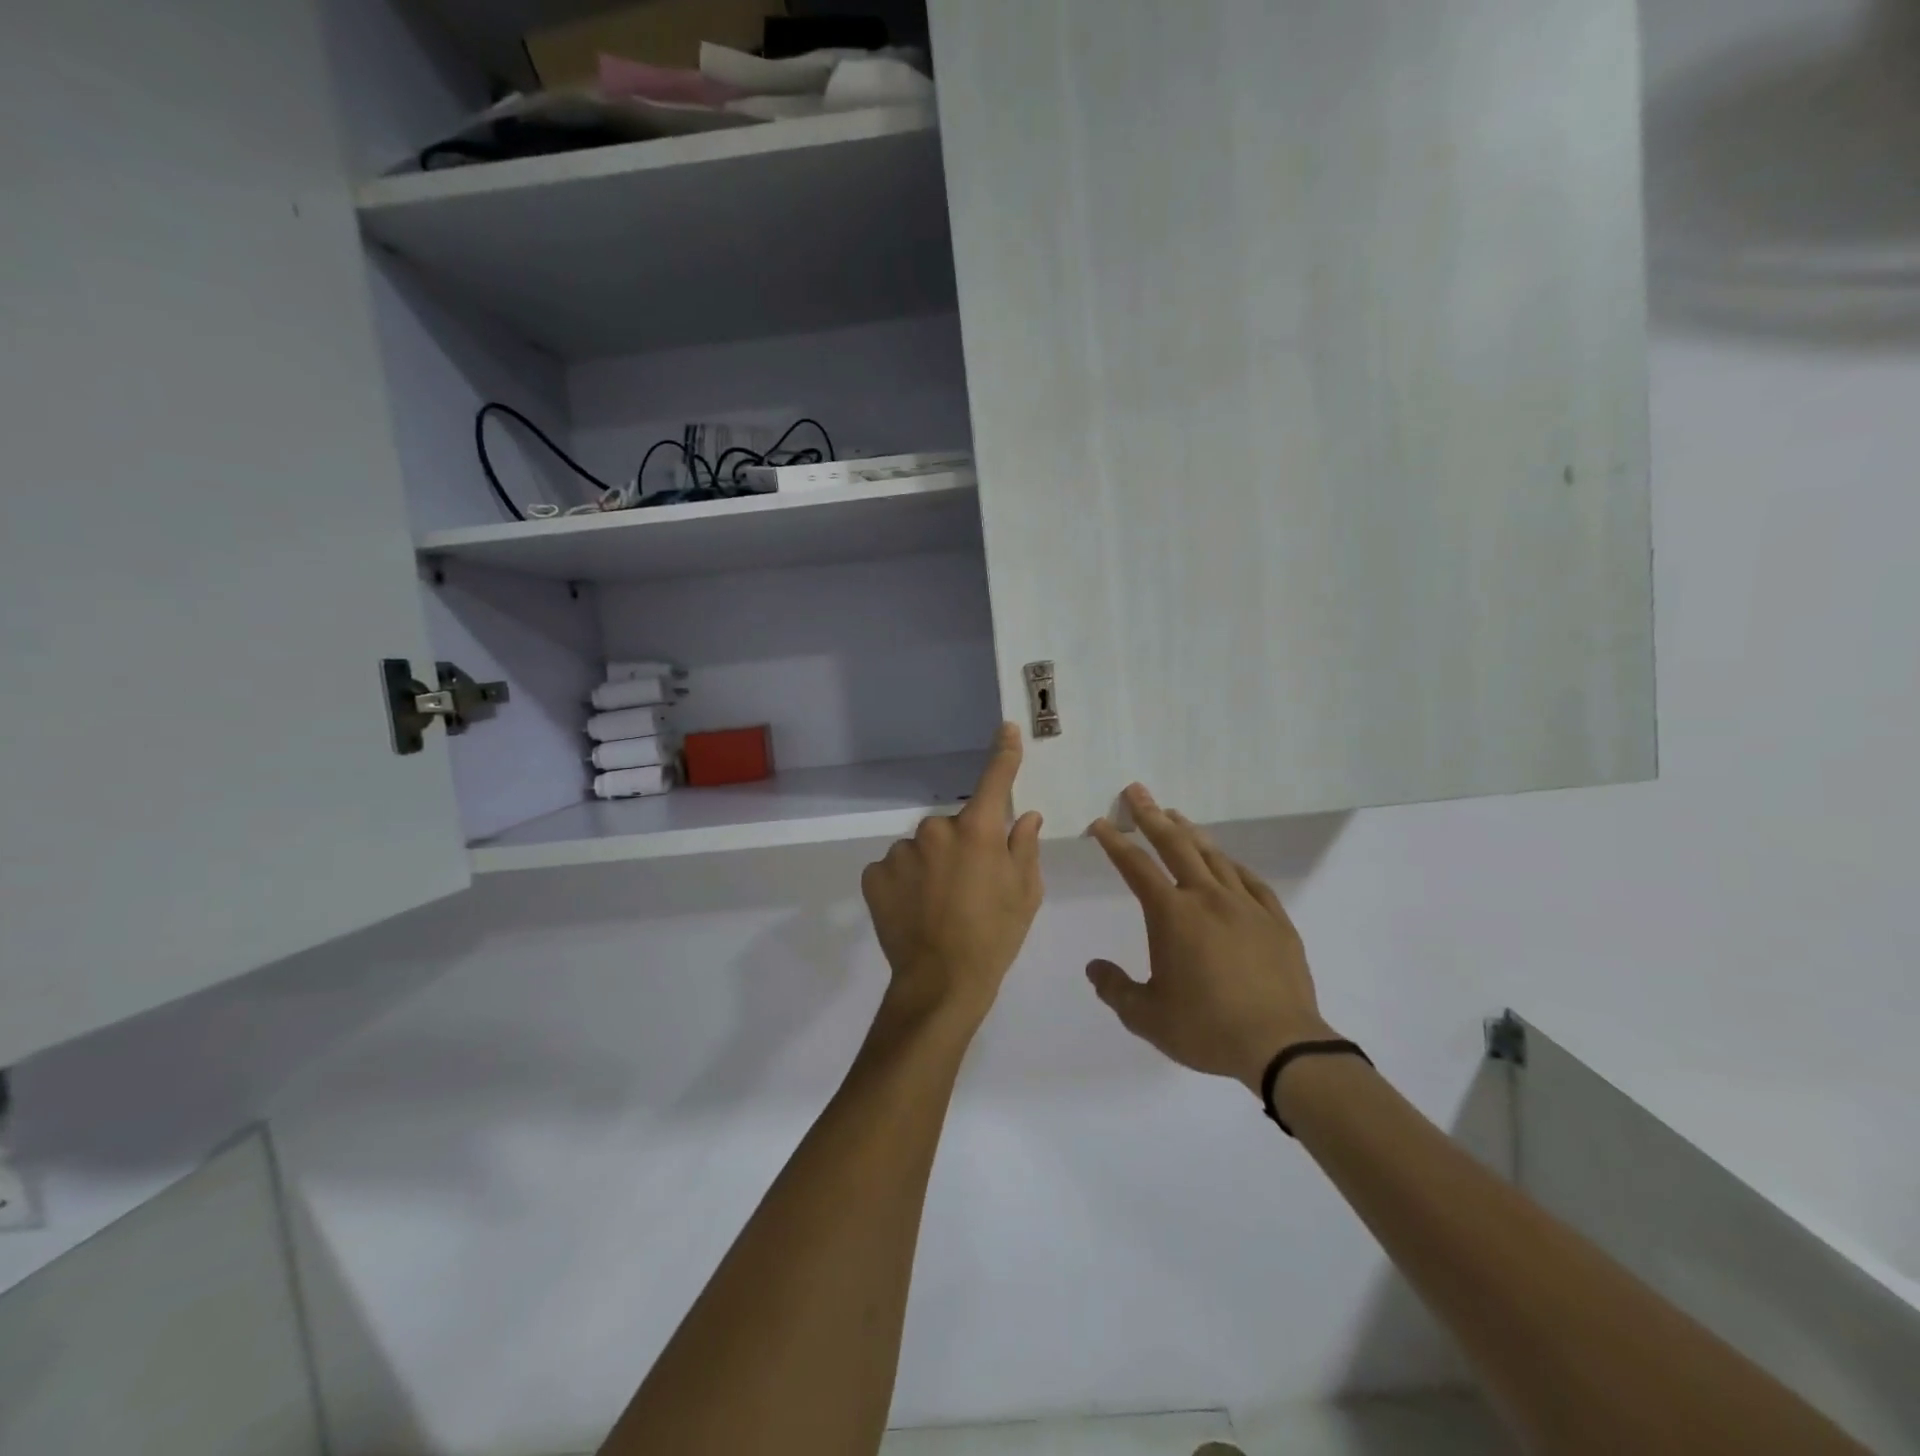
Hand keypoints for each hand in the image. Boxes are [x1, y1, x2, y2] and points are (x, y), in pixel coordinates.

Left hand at [861, 723, 1043, 1032]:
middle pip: (954, 825)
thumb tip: (1027, 816)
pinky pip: (896, 867)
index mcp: (978, 831)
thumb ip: (1025, 847)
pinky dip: (905, 881)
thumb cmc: (995, 938)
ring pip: (922, 847)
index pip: (995, 780)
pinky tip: (914, 909)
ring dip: (931, 864)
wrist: (940, 984)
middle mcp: (936, 830)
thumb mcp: (1025, 894)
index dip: (1003, 754)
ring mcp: (901, 851)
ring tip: (939, 905)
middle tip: (970, 885)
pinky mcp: (875, 874)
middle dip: (962, 844)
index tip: (1006, 729)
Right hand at [1086, 785, 1333, 1092]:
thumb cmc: (1206, 1029)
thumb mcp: (1147, 1017)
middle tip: (1137, 791)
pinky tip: (1228, 862)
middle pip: (1175, 845)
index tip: (1101, 823)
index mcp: (1172, 915)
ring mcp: (1245, 906)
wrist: (1281, 1046)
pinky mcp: (1276, 921)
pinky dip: (1232, 865)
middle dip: (1152, 815)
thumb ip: (1116, 989)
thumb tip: (1094, 967)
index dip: (1115, 842)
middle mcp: (1207, 898)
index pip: (1135, 867)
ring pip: (1214, 856)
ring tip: (1176, 816)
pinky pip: (1251, 881)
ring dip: (1191, 832)